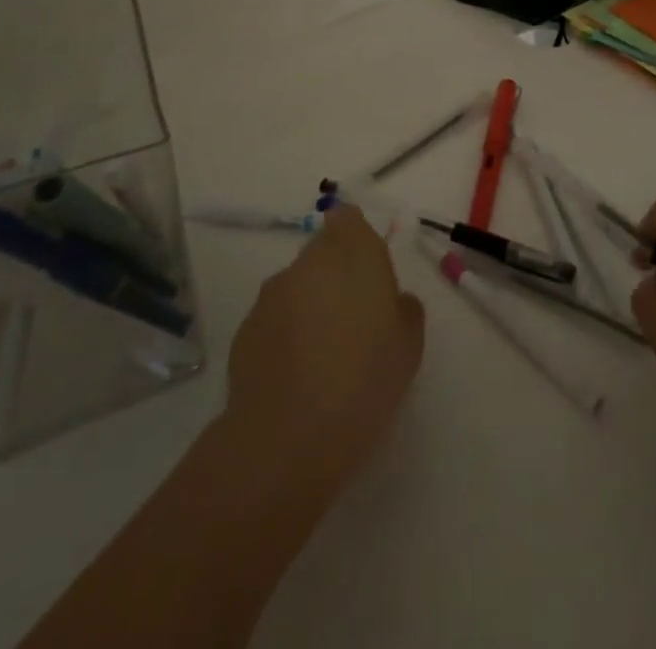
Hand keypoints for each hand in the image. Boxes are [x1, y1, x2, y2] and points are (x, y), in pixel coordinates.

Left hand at [224, 206, 425, 490]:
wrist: (287, 437)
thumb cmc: (364, 379)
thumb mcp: (410, 345)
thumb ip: (404, 309)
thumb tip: (392, 301)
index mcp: (353, 252)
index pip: (349, 219)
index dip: (356, 240)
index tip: (368, 274)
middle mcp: (309, 261)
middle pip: (322, 252)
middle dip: (336, 276)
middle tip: (354, 320)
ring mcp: (271, 294)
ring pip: (297, 286)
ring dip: (309, 305)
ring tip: (324, 354)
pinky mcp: (245, 328)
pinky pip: (274, 319)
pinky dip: (285, 334)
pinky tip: (297, 375)